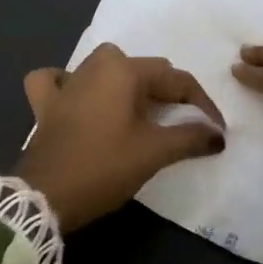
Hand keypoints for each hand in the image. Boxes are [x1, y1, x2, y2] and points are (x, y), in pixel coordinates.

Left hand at [15, 43, 226, 232]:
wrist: (45, 197)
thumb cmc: (104, 167)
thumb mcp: (154, 153)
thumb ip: (190, 138)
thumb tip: (218, 134)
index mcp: (124, 71)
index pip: (175, 79)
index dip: (201, 104)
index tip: (215, 130)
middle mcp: (95, 66)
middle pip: (143, 69)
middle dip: (167, 92)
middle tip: (181, 123)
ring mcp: (66, 83)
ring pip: (103, 68)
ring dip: (124, 83)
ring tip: (137, 108)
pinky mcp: (45, 104)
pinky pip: (57, 82)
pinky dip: (67, 85)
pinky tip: (76, 97)